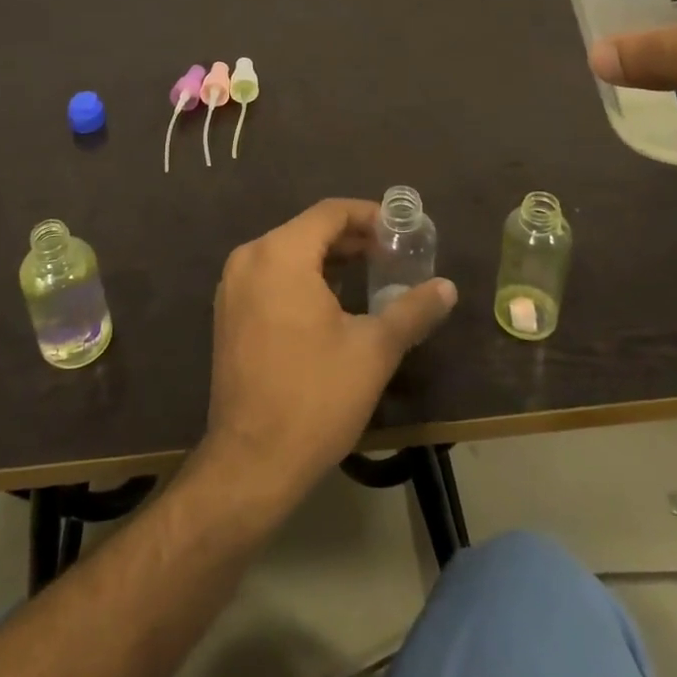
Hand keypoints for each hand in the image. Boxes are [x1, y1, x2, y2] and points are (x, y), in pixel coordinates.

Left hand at [203, 198, 456, 503]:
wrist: (251, 463)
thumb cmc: (315, 397)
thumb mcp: (373, 350)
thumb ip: (412, 310)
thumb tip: (447, 287)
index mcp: (280, 254)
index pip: (330, 212)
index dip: (369, 215)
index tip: (402, 230)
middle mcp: (250, 258)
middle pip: (308, 230)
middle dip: (353, 238)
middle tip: (394, 254)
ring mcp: (233, 286)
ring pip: (289, 253)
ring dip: (330, 258)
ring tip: (372, 274)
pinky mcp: (228, 313)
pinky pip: (272, 276)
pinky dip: (304, 277)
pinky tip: (334, 301)